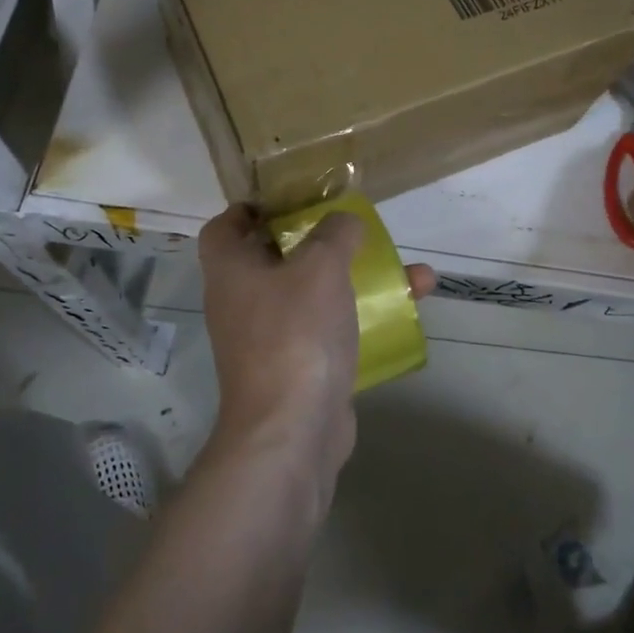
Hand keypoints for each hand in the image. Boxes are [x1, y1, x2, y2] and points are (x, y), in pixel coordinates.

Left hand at [197, 205, 434, 510]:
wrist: (292, 432)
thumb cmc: (295, 334)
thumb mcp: (321, 266)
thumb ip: (336, 233)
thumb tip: (346, 221)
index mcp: (231, 270)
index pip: (225, 226)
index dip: (252, 208)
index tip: (292, 201)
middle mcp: (243, 302)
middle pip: (276, 257)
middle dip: (320, 241)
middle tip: (353, 230)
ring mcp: (270, 339)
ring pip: (313, 294)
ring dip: (356, 279)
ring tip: (408, 270)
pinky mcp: (299, 368)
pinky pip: (330, 329)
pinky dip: (362, 316)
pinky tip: (406, 309)